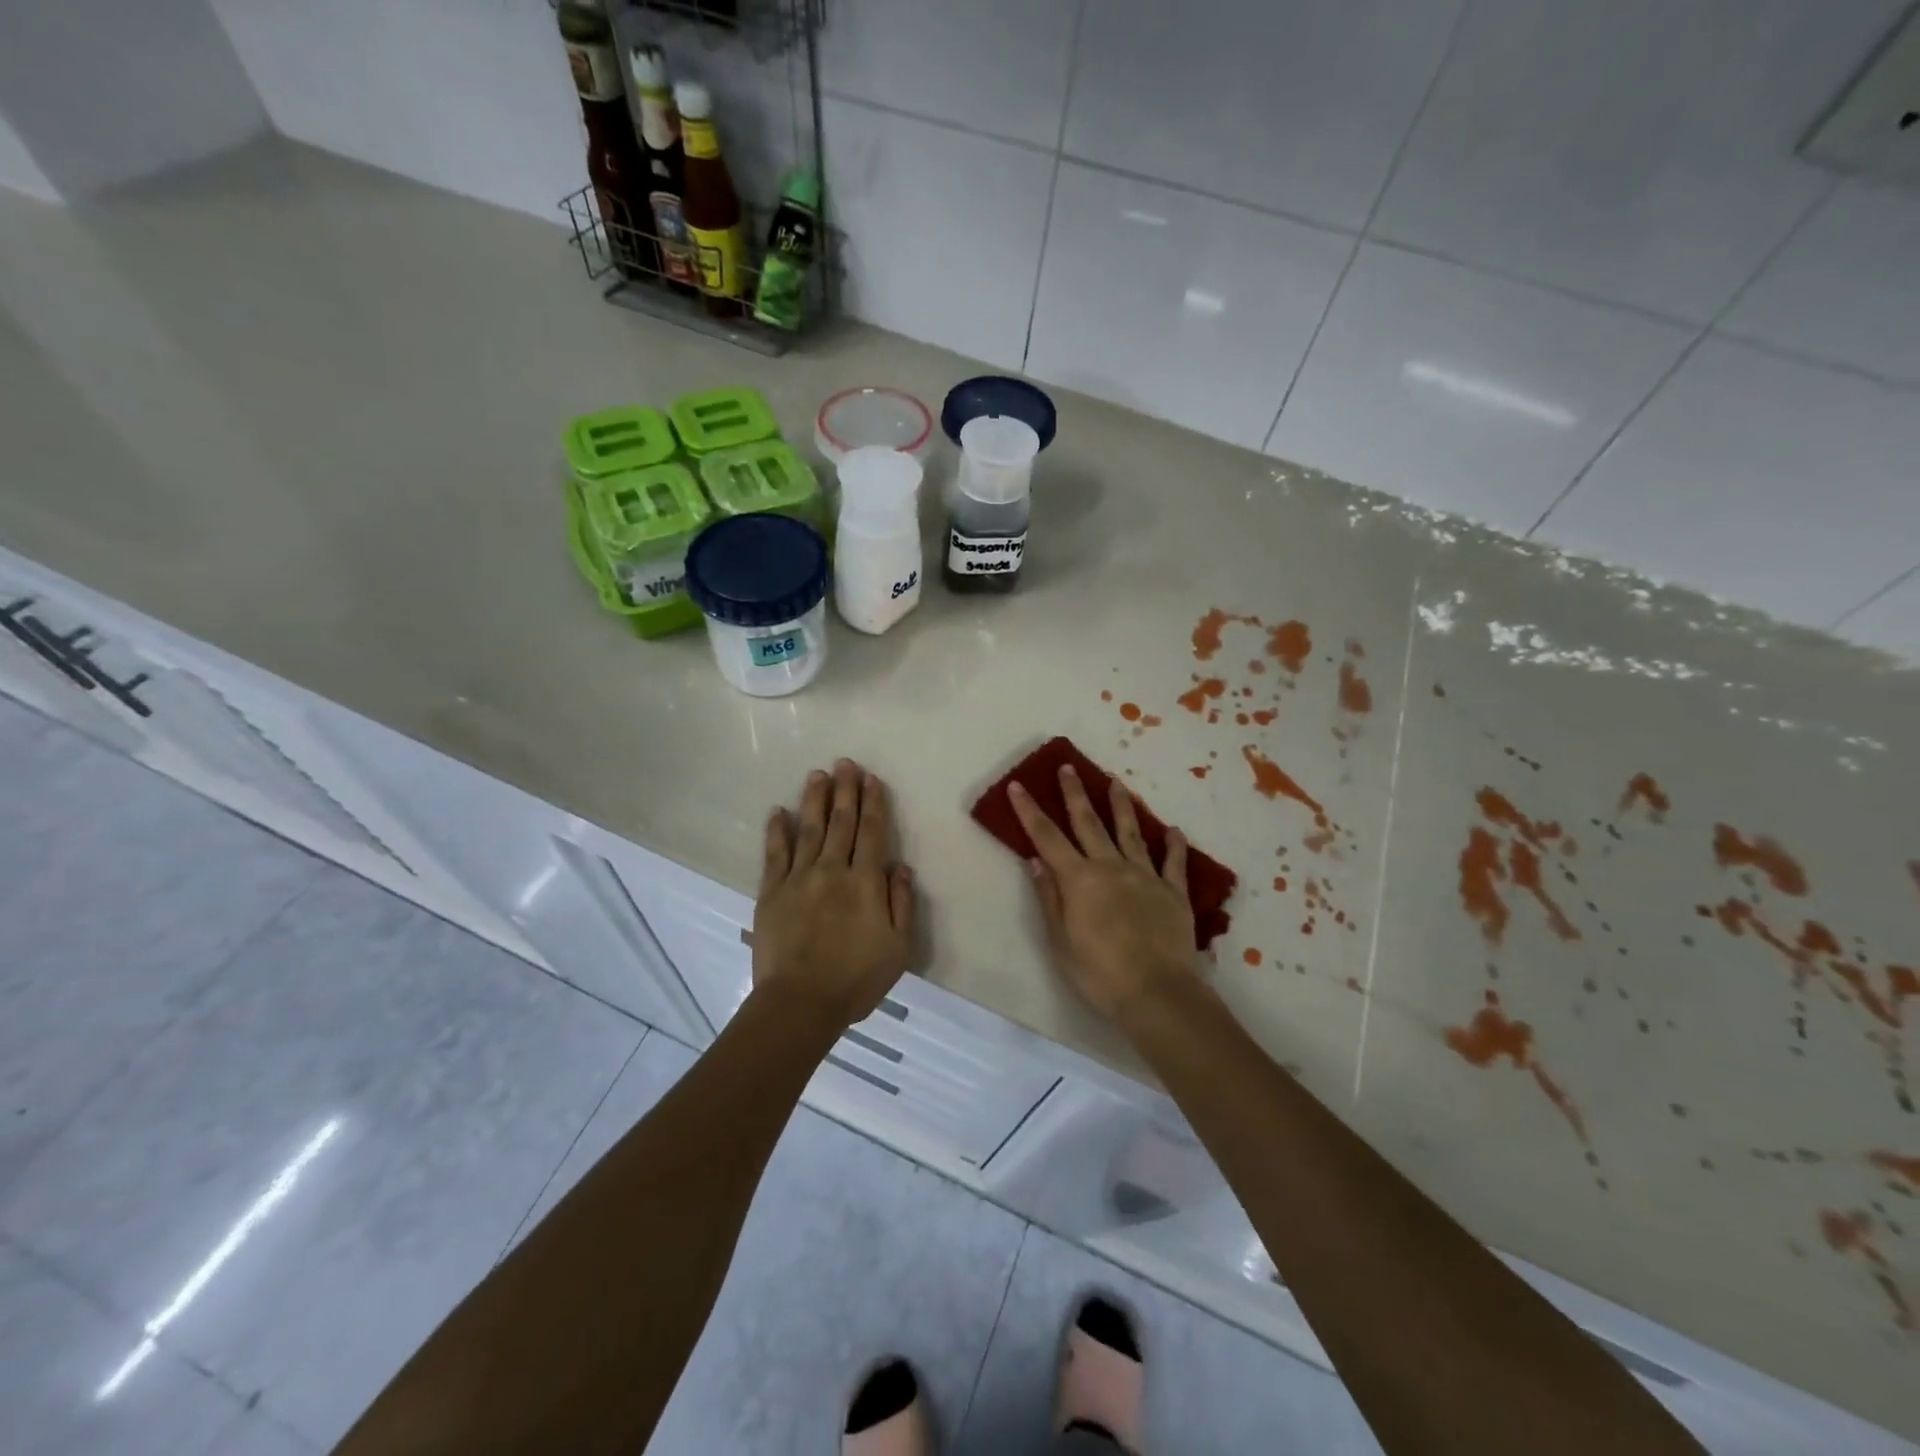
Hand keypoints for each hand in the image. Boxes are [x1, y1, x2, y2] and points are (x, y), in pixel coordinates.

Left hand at [753, 759, 915, 1031]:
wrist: (800, 1003)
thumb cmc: (856, 979)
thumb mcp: (898, 948)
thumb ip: (901, 904)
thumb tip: (900, 867)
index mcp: (865, 882)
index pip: (871, 832)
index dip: (872, 803)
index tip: (871, 779)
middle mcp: (832, 870)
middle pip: (841, 822)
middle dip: (844, 790)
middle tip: (844, 763)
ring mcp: (798, 879)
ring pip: (808, 829)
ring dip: (814, 800)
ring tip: (817, 775)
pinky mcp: (771, 892)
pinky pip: (774, 854)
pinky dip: (776, 831)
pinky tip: (777, 812)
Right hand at [1009, 766, 1199, 1021]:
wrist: (1156, 993)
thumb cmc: (1099, 973)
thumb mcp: (1060, 941)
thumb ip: (1049, 897)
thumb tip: (1036, 860)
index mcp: (1079, 879)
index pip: (1047, 837)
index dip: (1030, 810)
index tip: (1018, 785)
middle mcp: (1111, 867)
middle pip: (1089, 823)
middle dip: (1075, 794)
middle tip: (1068, 768)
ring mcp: (1146, 876)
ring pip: (1131, 832)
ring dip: (1121, 805)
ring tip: (1116, 782)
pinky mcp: (1174, 892)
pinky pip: (1174, 862)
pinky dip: (1173, 845)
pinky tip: (1173, 830)